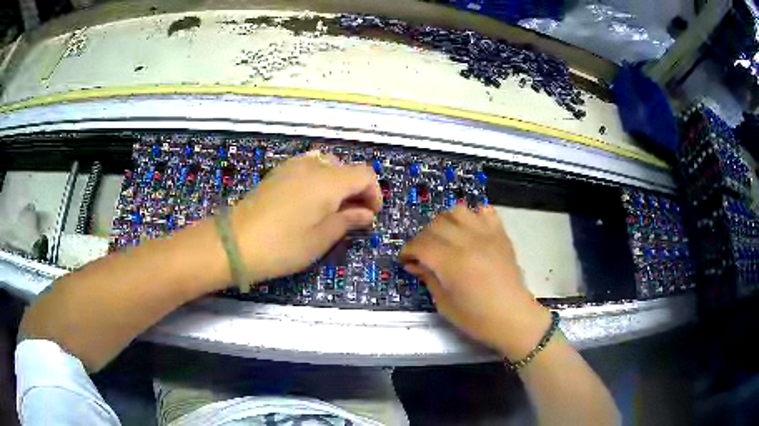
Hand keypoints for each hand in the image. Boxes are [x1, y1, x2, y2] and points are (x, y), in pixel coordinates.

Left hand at [230, 151, 381, 283]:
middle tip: (352, 216)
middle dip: (356, 189)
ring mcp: (292, 166)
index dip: (374, 193)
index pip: (364, 174)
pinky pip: (307, 167)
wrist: (234, 242)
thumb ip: (348, 221)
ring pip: (326, 165)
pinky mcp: (277, 173)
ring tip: (331, 209)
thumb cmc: (283, 245)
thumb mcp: (321, 238)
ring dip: (337, 183)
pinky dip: (318, 180)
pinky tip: (309, 202)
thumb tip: (366, 214)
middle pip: (346, 168)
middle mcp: (313, 165)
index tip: (370, 216)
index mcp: (329, 180)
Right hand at [400, 204, 550, 359]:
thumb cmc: (476, 318)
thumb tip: (414, 264)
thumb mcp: (444, 303)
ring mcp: (487, 235)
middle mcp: (468, 242)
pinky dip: (473, 216)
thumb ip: (428, 278)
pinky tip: (470, 230)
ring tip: (445, 237)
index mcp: (451, 262)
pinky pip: (485, 211)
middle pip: (436, 225)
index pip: (421, 244)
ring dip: (445, 222)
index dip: (408, 250)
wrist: (512, 317)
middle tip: (423, 253)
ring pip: (457, 211)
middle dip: (423, 237)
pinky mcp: (500, 234)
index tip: (405, 259)